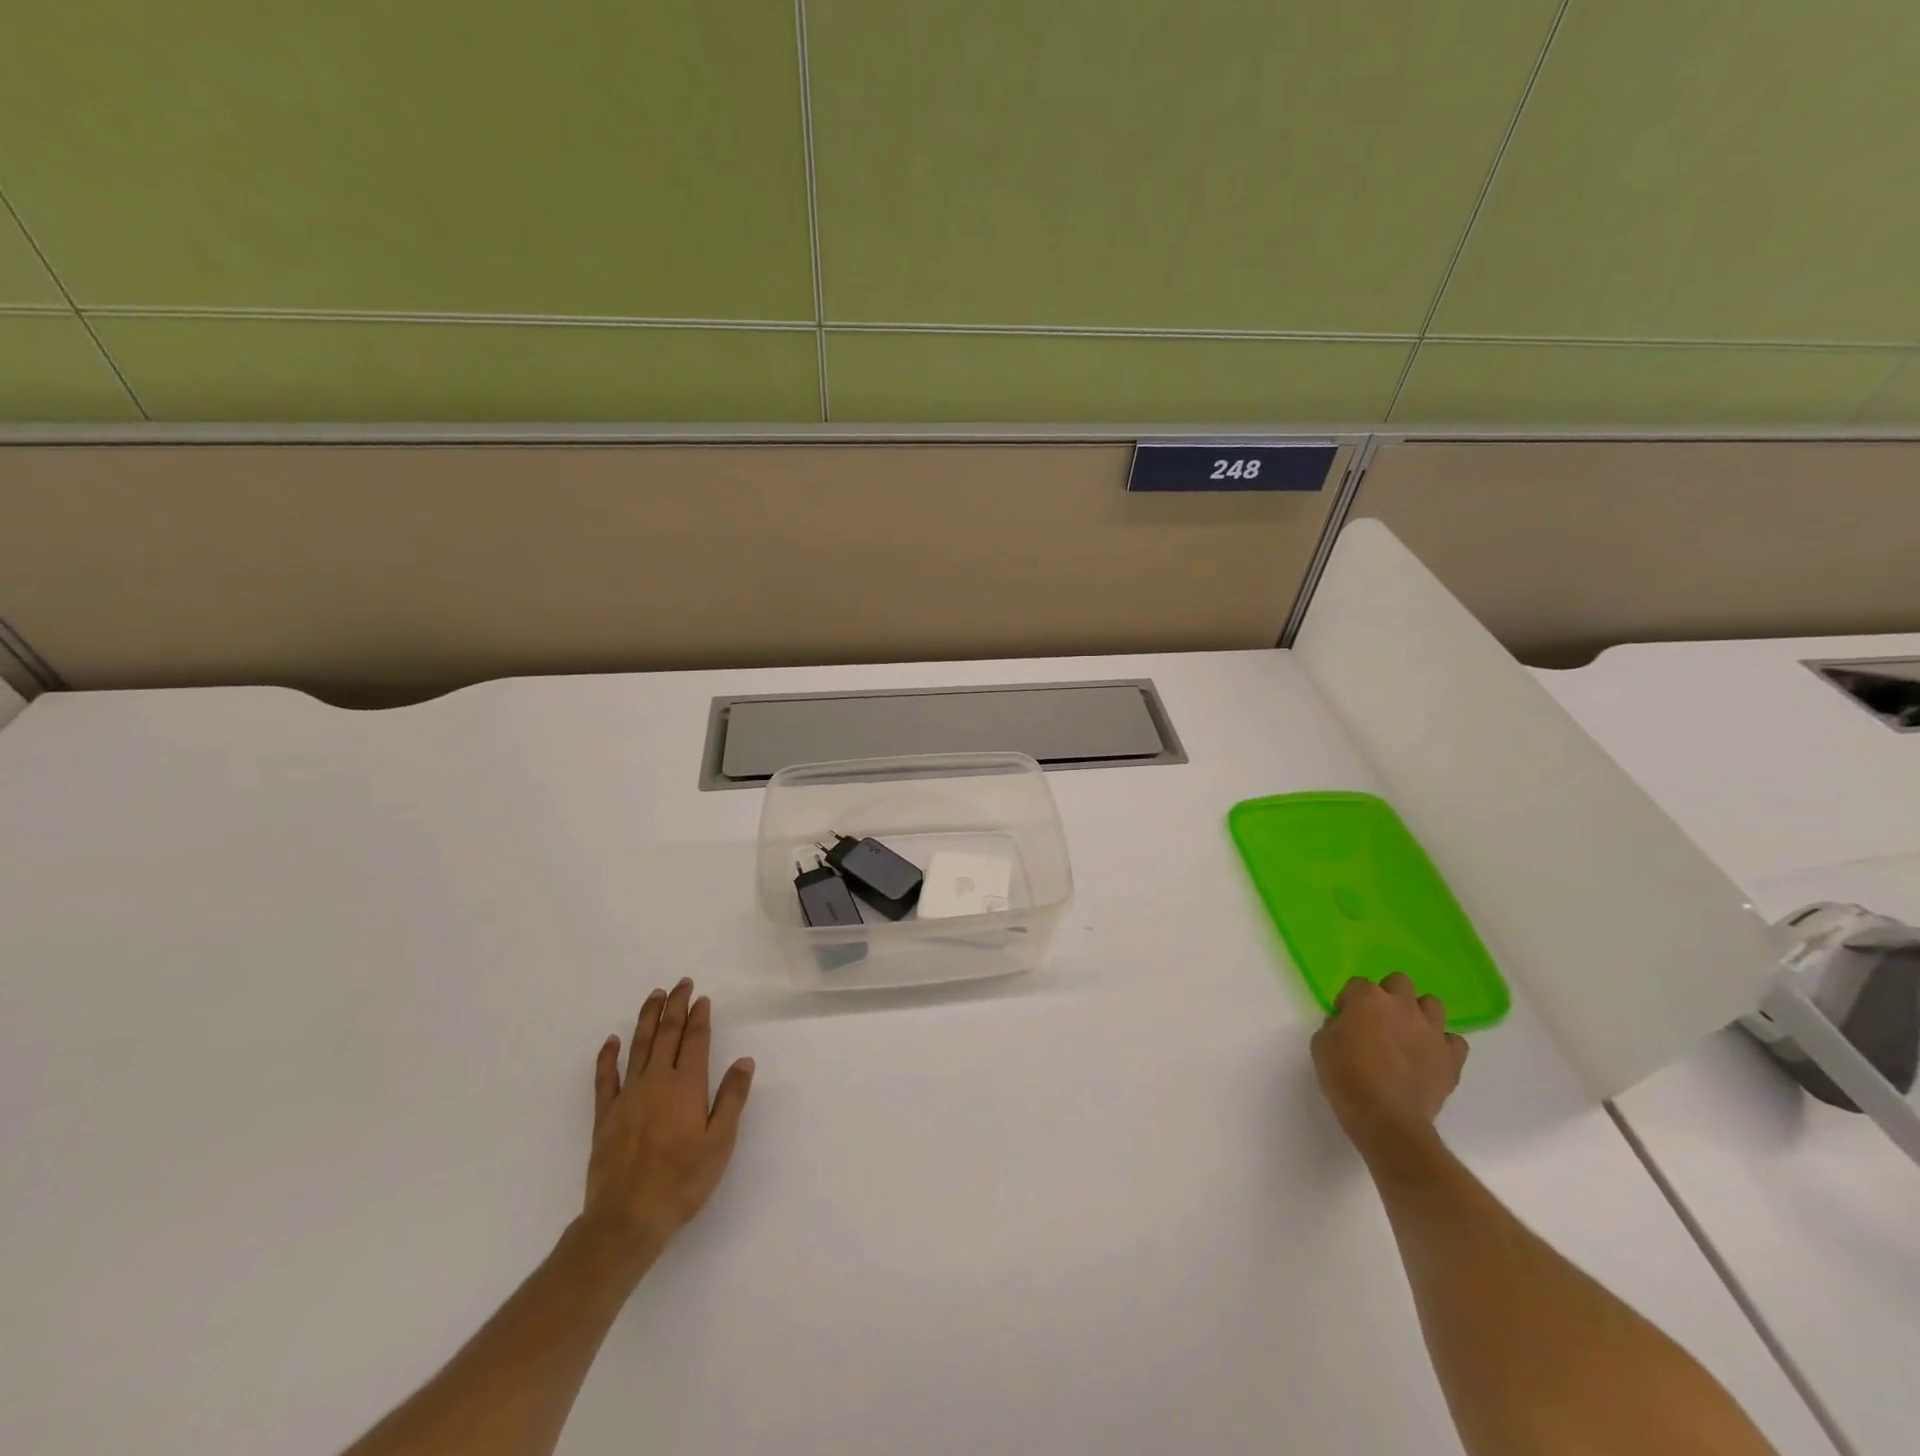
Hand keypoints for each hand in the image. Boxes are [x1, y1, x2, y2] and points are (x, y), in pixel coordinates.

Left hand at [583, 979, 754, 1262]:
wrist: (627, 1218)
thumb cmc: (682, 1181)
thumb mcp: (720, 1142)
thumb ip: (731, 1098)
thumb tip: (744, 1061)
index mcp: (687, 1085)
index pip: (696, 1041)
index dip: (699, 1017)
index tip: (701, 998)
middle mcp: (657, 1081)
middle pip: (667, 1034)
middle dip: (675, 1007)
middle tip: (680, 984)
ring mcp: (628, 1096)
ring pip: (639, 1046)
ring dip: (647, 1019)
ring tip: (654, 996)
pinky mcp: (605, 1115)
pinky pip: (605, 1077)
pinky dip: (608, 1056)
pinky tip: (612, 1041)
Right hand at [1311, 973, 1467, 1162]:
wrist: (1385, 1117)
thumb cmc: (1345, 1076)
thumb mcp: (1321, 1044)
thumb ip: (1334, 1026)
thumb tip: (1346, 1025)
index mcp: (1368, 998)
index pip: (1357, 985)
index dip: (1349, 1001)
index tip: (1344, 1020)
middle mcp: (1403, 1006)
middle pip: (1399, 982)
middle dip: (1389, 995)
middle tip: (1378, 1020)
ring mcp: (1431, 1031)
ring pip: (1433, 1004)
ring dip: (1419, 1014)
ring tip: (1408, 1035)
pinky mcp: (1451, 1058)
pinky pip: (1454, 1041)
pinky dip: (1443, 1045)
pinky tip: (1430, 1057)